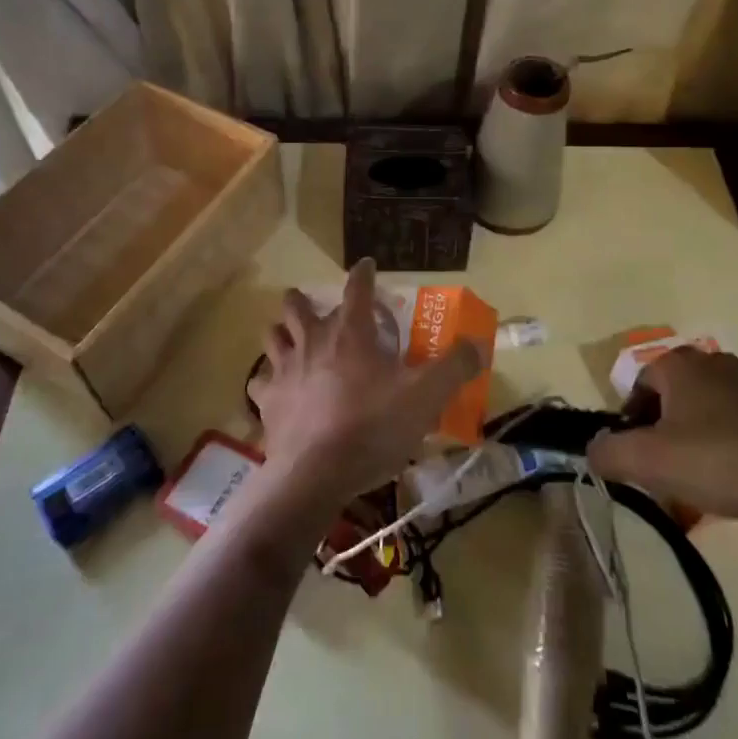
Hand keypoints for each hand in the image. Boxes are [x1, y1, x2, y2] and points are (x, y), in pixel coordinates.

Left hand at [247, 260, 482, 505]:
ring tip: (292, 340)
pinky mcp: (266, 401)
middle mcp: (312, 340)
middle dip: (305, 300)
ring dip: (282, 332)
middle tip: (317, 309)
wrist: (316, 473)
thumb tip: (478, 345)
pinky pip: (259, 382)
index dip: (363, 273)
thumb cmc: (372, 427)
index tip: (366, 265)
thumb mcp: (426, 396)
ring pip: (272, 335)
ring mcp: (283, 369)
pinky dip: (268, 381)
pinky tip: (277, 390)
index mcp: (350, 332)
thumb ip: (454, 367)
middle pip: (297, 305)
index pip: (356, 288)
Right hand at [585, 348, 737, 521]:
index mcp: (679, 365)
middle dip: (666, 440)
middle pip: (674, 403)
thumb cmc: (726, 458)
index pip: (638, 388)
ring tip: (708, 490)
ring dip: (701, 449)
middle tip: (669, 479)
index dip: (630, 426)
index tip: (638, 462)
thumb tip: (593, 451)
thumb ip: (609, 453)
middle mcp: (715, 363)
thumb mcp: (652, 462)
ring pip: (711, 417)